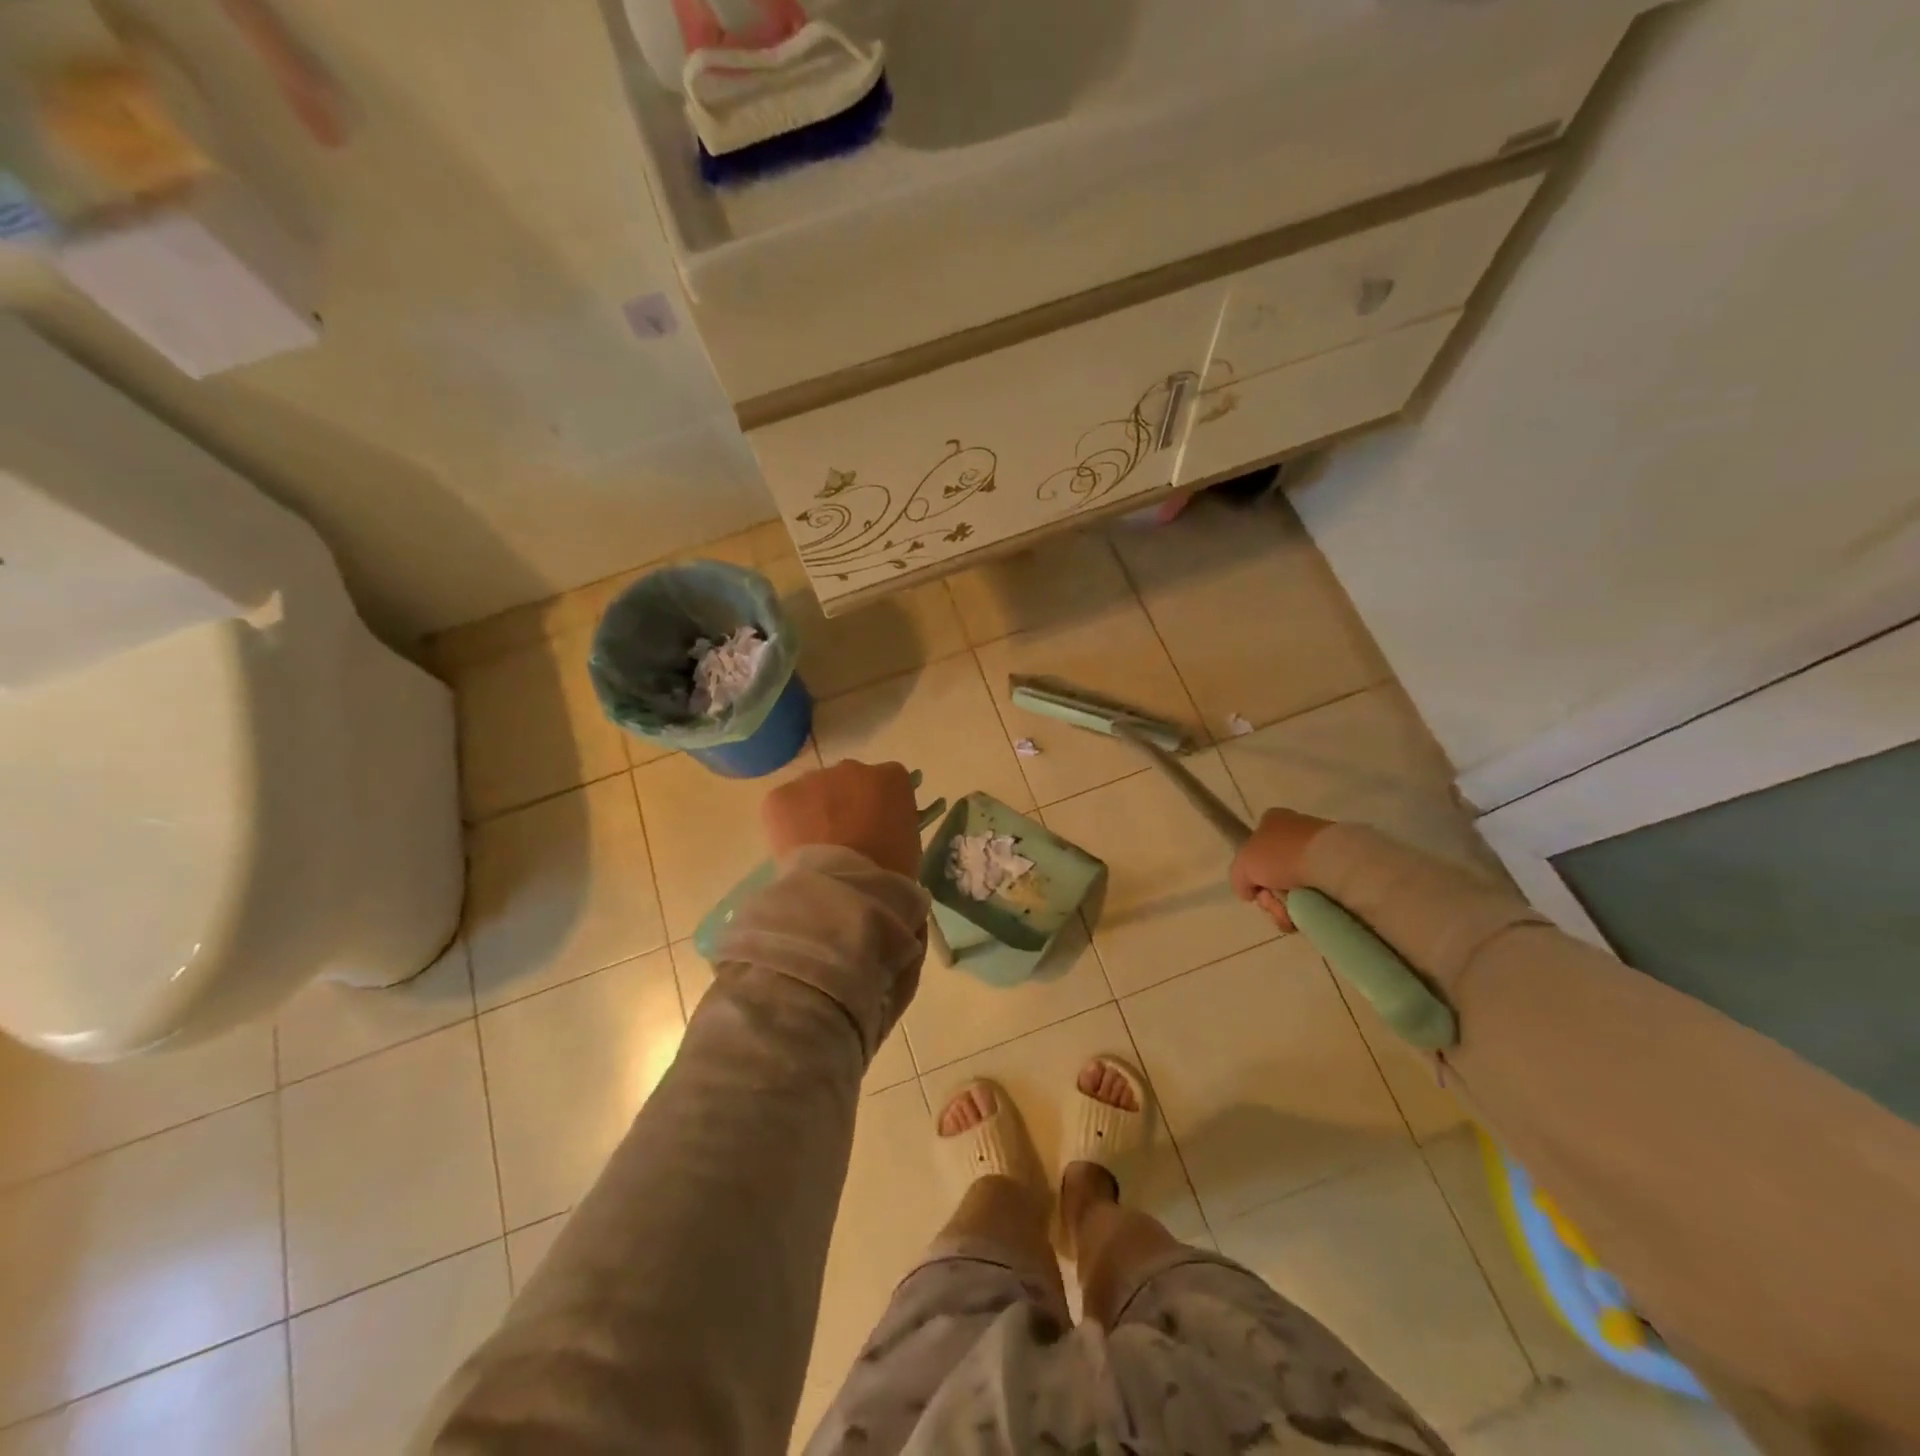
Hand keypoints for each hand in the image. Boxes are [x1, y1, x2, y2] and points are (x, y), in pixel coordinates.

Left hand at [762, 759, 922, 879]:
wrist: (845, 886)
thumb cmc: (888, 870)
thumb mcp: (909, 842)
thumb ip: (894, 821)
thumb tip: (878, 826)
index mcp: (891, 777)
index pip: (887, 782)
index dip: (879, 806)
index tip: (876, 829)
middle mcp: (852, 768)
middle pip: (848, 780)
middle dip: (845, 804)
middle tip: (844, 839)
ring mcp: (814, 779)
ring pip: (813, 791)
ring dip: (815, 811)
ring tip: (816, 849)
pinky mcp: (780, 796)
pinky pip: (783, 806)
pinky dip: (785, 824)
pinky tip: (794, 850)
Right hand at [1230, 808, 1333, 929]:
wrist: (1329, 862)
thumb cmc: (1280, 855)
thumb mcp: (1243, 865)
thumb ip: (1238, 878)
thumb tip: (1249, 892)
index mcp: (1273, 821)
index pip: (1256, 847)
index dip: (1252, 872)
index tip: (1257, 888)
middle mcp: (1296, 832)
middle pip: (1273, 873)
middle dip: (1270, 896)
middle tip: (1273, 904)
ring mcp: (1319, 851)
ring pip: (1294, 888)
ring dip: (1287, 907)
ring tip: (1292, 915)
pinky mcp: (1339, 870)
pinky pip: (1316, 894)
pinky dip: (1309, 909)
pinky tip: (1308, 915)